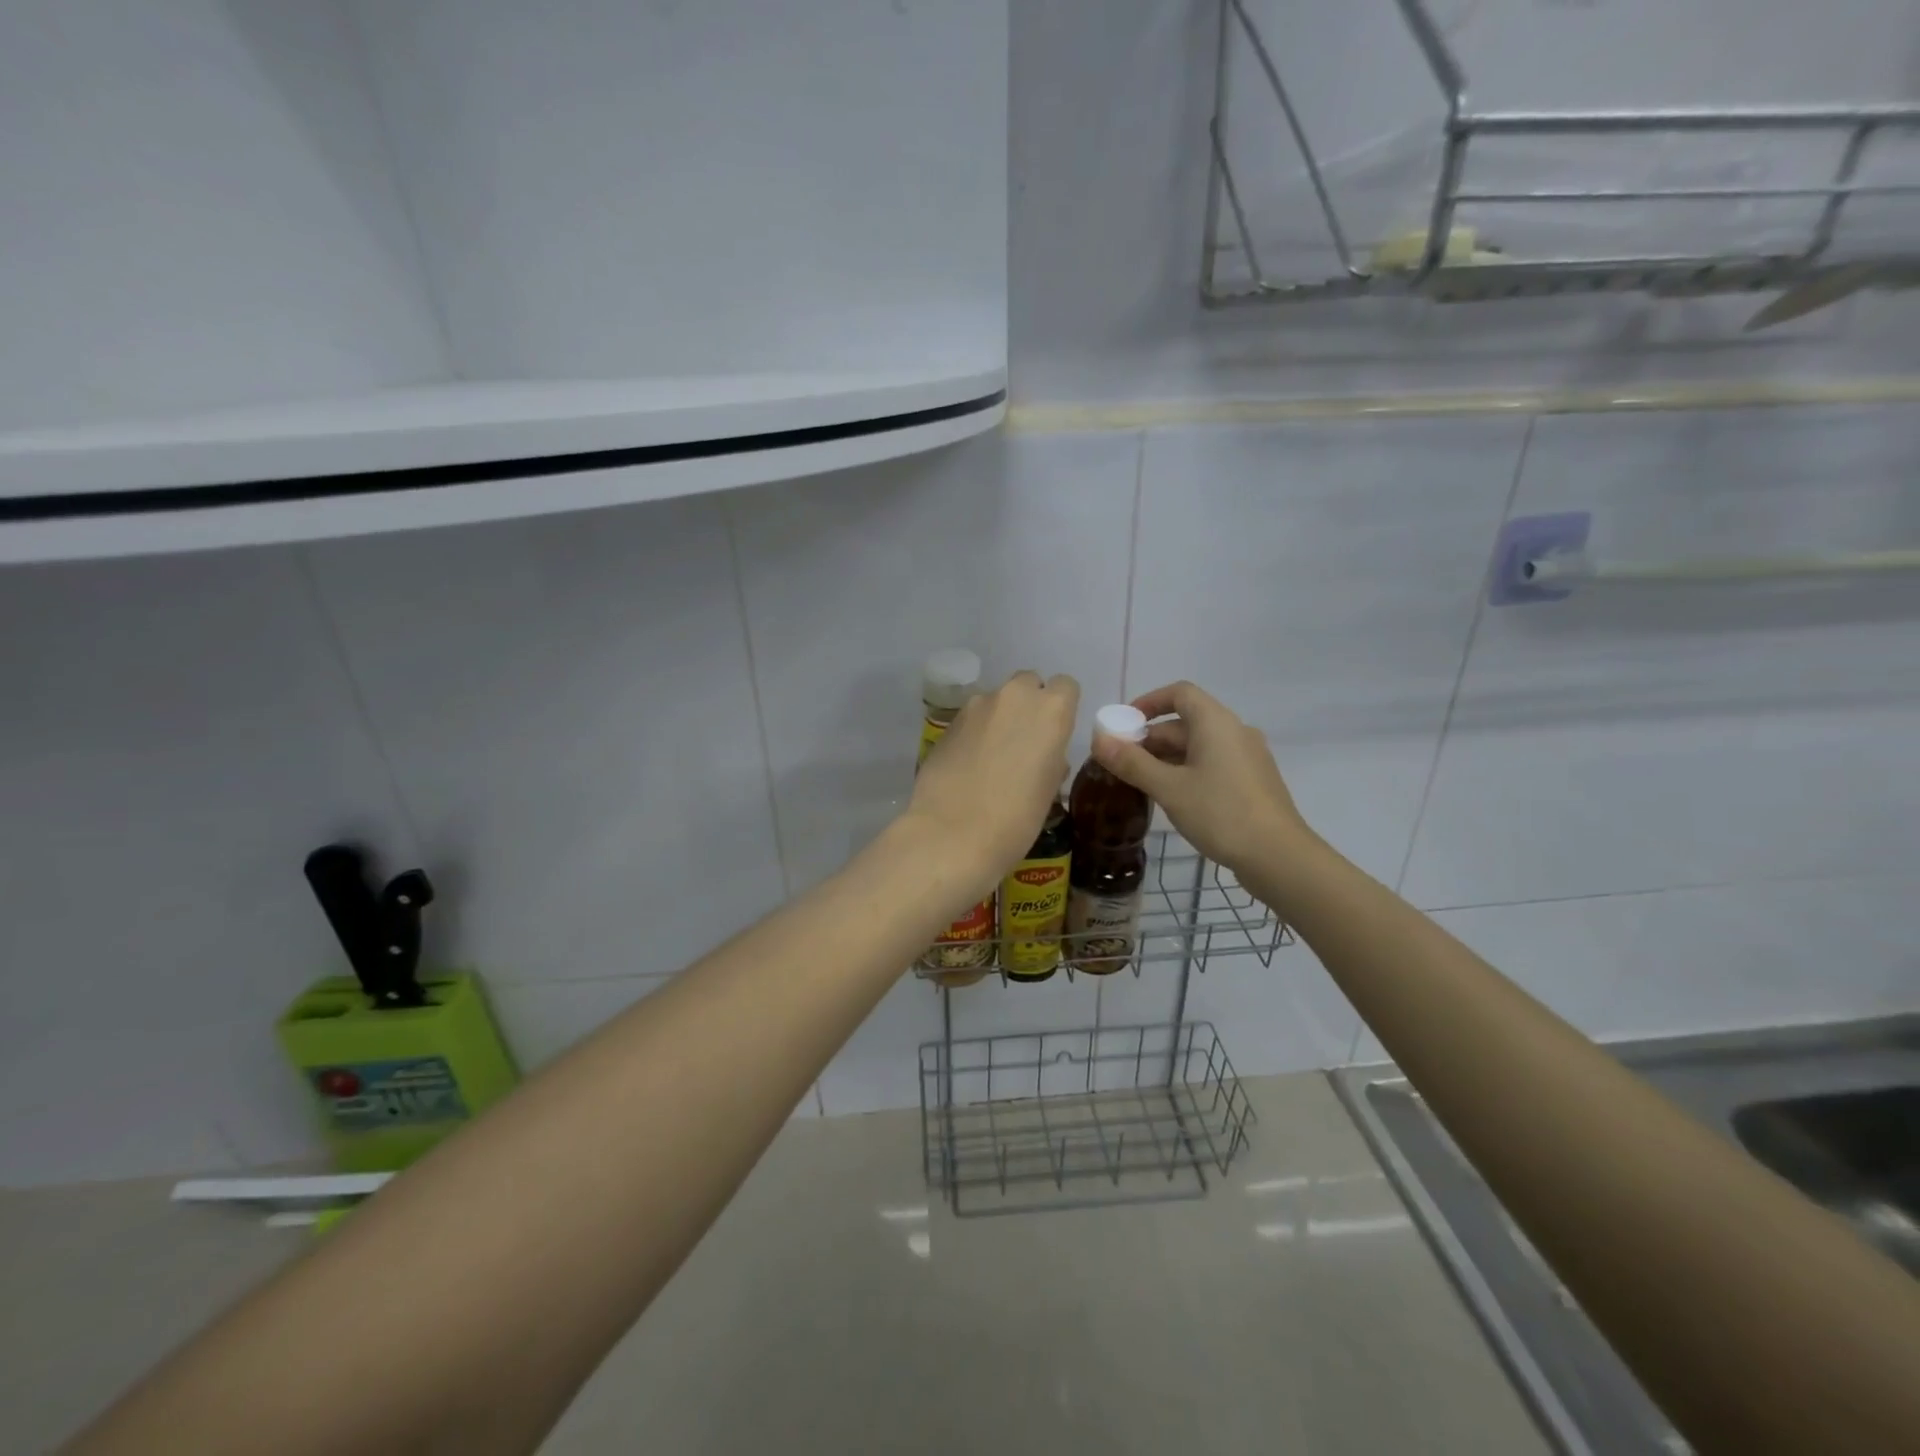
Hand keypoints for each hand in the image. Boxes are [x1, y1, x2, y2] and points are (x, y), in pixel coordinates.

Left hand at [907, 671, 1079, 880]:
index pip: (1065, 686)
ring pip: (996, 700)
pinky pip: (971, 719)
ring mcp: (976, 706)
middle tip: (1024, 742)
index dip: (1062, 707)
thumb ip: (1051, 759)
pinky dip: (974, 733)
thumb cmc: (1016, 819)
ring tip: (992, 757)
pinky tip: (968, 764)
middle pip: (1028, 684)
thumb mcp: (1049, 790)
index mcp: (1051, 710)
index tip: (1055, 733)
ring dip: (999, 718)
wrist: (952, 833)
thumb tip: (1044, 755)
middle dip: (1028, 705)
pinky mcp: (947, 722)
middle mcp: (1014, 696)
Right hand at [1091, 681, 1312, 877]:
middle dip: (1150, 738)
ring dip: (1166, 757)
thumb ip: (1132, 762)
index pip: (1179, 693)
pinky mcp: (1252, 781)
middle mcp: (1234, 731)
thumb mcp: (1169, 788)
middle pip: (1186, 722)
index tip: (1123, 724)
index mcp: (1216, 723)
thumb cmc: (1221, 813)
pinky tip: (1172, 798)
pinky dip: (1187, 771)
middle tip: (1121, 763)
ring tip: (1140, 782)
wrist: (1278, 856)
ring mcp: (1247, 757)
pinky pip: (1212, 763)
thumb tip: (1098, 740)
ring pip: (1198, 746)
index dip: (1148, 702)